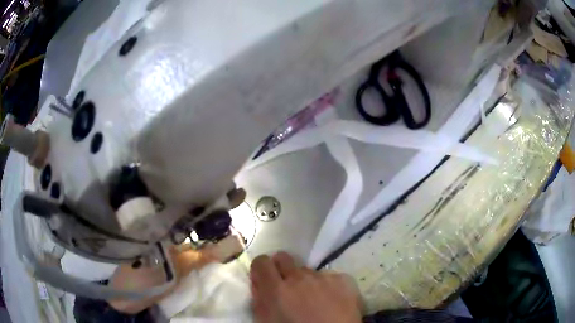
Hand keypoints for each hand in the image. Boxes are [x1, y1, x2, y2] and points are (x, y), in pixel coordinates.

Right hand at [250, 252, 361, 322]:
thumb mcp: (268, 321)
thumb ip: (259, 301)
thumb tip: (259, 284)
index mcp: (277, 290)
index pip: (262, 262)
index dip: (261, 268)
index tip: (264, 278)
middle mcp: (299, 277)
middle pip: (284, 258)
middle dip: (281, 268)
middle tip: (286, 285)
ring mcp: (323, 277)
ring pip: (307, 270)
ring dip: (305, 281)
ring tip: (312, 299)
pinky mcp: (342, 279)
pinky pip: (328, 277)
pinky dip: (325, 285)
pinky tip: (330, 300)